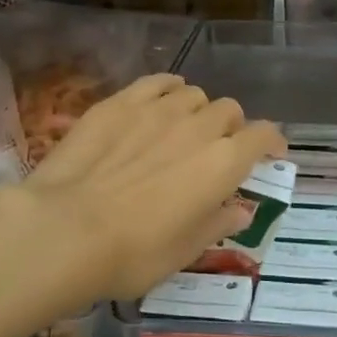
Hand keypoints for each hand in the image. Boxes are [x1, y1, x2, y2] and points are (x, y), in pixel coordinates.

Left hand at [12, 73, 283, 306]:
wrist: (65, 230)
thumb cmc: (134, 253)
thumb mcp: (185, 251)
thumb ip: (218, 223)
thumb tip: (240, 210)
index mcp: (224, 163)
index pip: (263, 136)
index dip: (271, 143)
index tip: (269, 156)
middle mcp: (199, 127)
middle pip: (230, 110)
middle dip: (232, 128)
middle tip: (218, 152)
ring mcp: (158, 109)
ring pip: (194, 94)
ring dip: (198, 110)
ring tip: (184, 129)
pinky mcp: (120, 103)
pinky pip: (157, 82)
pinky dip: (168, 89)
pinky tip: (161, 100)